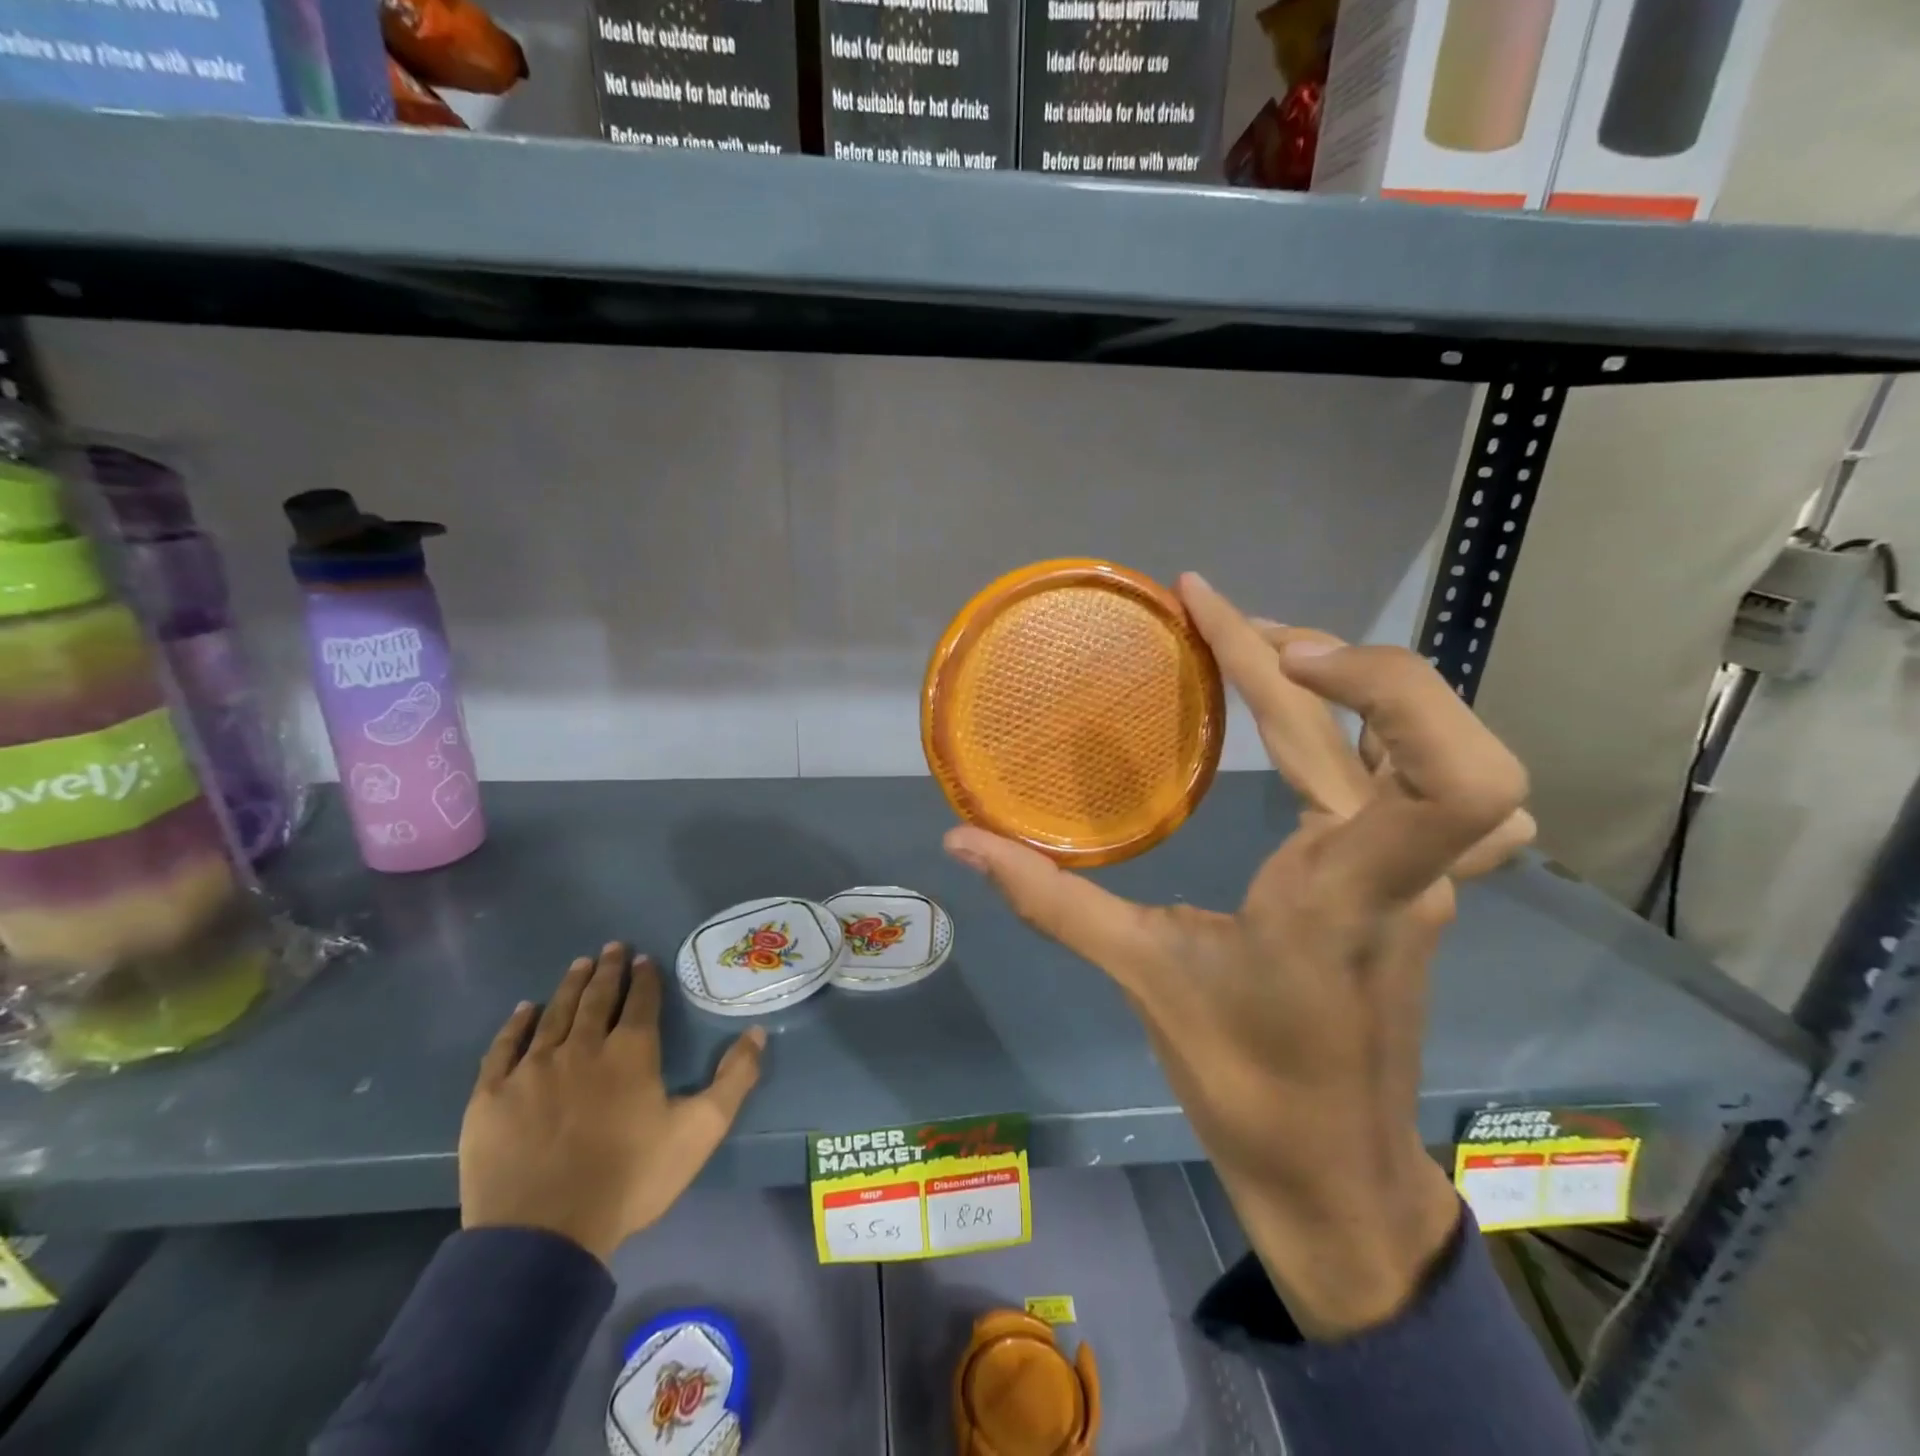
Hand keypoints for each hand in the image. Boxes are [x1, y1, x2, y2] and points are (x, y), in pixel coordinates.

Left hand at [459, 943, 765, 1263]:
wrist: (544, 1236)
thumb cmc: (630, 1180)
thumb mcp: (700, 1131)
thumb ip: (734, 1079)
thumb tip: (757, 1031)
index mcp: (630, 1053)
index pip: (641, 1002)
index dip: (644, 978)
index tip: (643, 958)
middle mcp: (582, 1048)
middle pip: (597, 999)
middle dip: (607, 970)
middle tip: (611, 947)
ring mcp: (532, 1069)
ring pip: (554, 1014)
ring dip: (570, 987)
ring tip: (579, 964)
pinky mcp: (492, 1096)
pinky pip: (504, 1048)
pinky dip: (516, 1025)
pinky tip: (525, 1010)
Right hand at [945, 575, 1529, 1339]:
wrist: (1333, 1171)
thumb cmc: (1243, 1083)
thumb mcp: (1141, 977)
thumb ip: (1049, 899)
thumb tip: (960, 841)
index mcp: (1344, 890)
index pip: (1441, 772)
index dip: (1372, 678)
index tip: (1253, 637)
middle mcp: (1402, 868)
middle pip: (1414, 723)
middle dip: (1315, 650)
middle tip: (1218, 621)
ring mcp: (1424, 875)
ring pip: (1432, 743)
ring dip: (1359, 682)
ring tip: (1273, 660)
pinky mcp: (1418, 884)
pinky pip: (1431, 780)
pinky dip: (1388, 731)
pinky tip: (1333, 734)